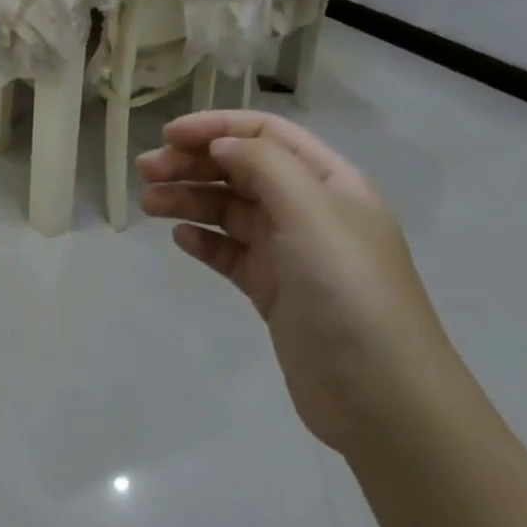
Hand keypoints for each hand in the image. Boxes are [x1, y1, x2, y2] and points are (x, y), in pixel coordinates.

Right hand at [137, 111, 458, 455]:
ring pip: (230, 210)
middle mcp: (309, 208)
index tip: (168, 135)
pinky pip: (230, 252)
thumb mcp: (310, 211)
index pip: (265, 132)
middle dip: (193, 163)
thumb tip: (222, 144)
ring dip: (189, 199)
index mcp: (328, 180)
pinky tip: (181, 239)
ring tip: (149, 204)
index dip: (215, 127)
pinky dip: (204, 240)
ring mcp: (291, 252)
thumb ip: (264, 164)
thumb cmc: (347, 289)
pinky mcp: (274, 290)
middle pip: (241, 168)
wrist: (381, 400)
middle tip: (146, 171)